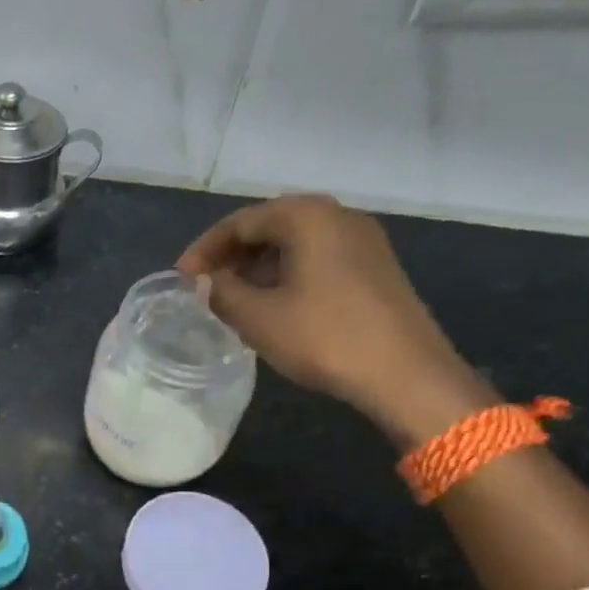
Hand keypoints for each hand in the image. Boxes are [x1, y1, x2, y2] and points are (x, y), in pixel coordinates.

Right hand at [177, 195, 492, 445]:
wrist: (407, 374)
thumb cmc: (324, 337)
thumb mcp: (258, 317)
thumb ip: (221, 292)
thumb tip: (203, 282)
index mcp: (307, 216)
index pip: (240, 222)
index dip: (204, 250)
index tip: (181, 279)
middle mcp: (337, 215)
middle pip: (269, 225)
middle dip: (232, 255)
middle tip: (205, 285)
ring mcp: (363, 239)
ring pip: (295, 242)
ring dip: (258, 265)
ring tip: (233, 297)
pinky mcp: (375, 266)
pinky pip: (318, 257)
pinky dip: (287, 273)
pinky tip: (273, 303)